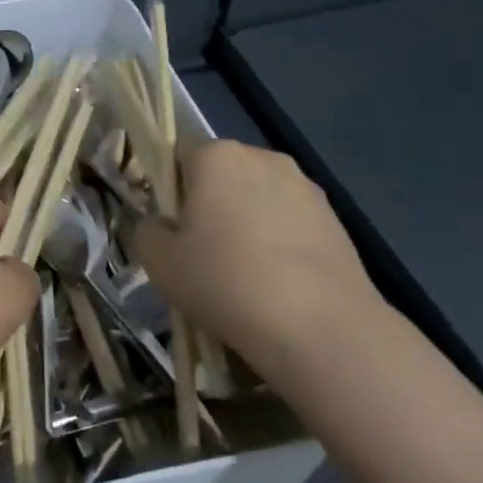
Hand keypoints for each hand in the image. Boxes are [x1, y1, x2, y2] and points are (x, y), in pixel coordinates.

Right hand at [134, 140, 387, 374]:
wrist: (321, 328)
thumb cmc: (226, 281)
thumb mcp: (159, 262)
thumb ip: (147, 231)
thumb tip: (161, 225)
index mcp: (216, 155)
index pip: (176, 154)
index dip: (167, 188)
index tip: (169, 227)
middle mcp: (263, 157)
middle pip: (220, 173)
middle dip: (208, 203)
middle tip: (200, 252)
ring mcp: (305, 186)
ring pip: (257, 197)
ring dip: (245, 221)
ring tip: (243, 272)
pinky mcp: (335, 218)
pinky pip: (290, 220)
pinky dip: (278, 241)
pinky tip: (276, 282)